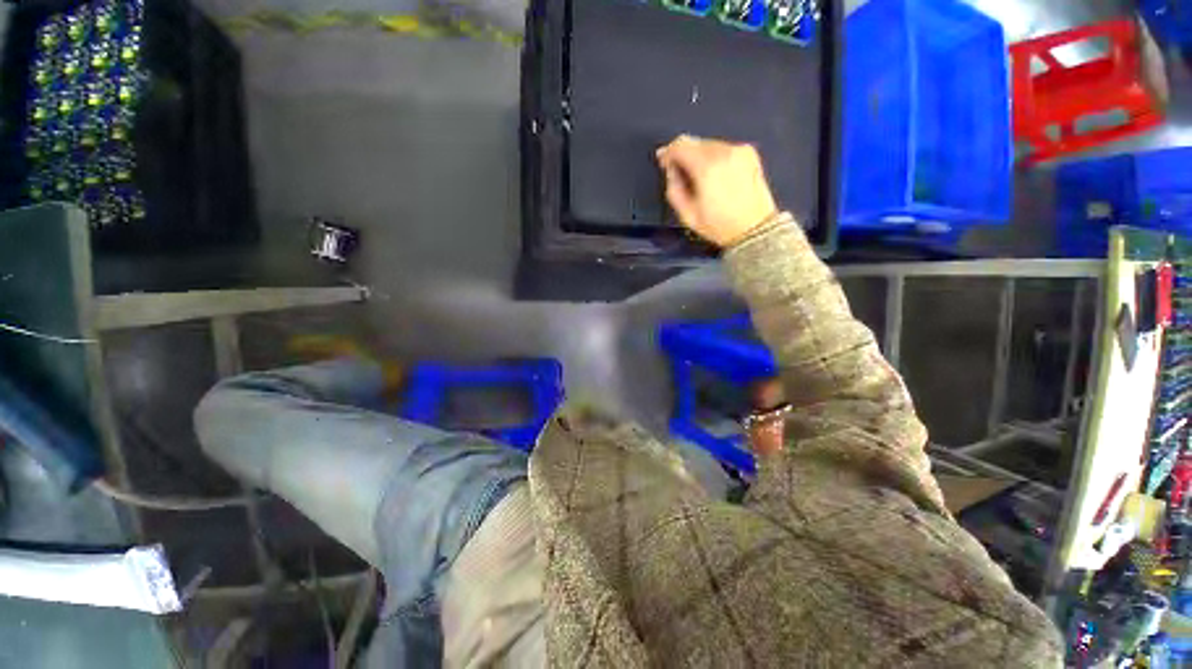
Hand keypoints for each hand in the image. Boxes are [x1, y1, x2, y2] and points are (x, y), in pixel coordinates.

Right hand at [656, 135, 778, 247]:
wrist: (754, 229)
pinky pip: (723, 149)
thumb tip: (671, 171)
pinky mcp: (749, 153)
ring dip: (698, 156)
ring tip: (697, 177)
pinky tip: (713, 175)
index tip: (663, 161)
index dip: (668, 152)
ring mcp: (739, 151)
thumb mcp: (687, 214)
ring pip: (709, 144)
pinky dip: (713, 157)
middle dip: (683, 154)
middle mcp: (724, 152)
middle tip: (678, 171)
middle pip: (695, 142)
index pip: (681, 145)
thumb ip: (673, 188)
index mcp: (707, 167)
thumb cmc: (720, 225)